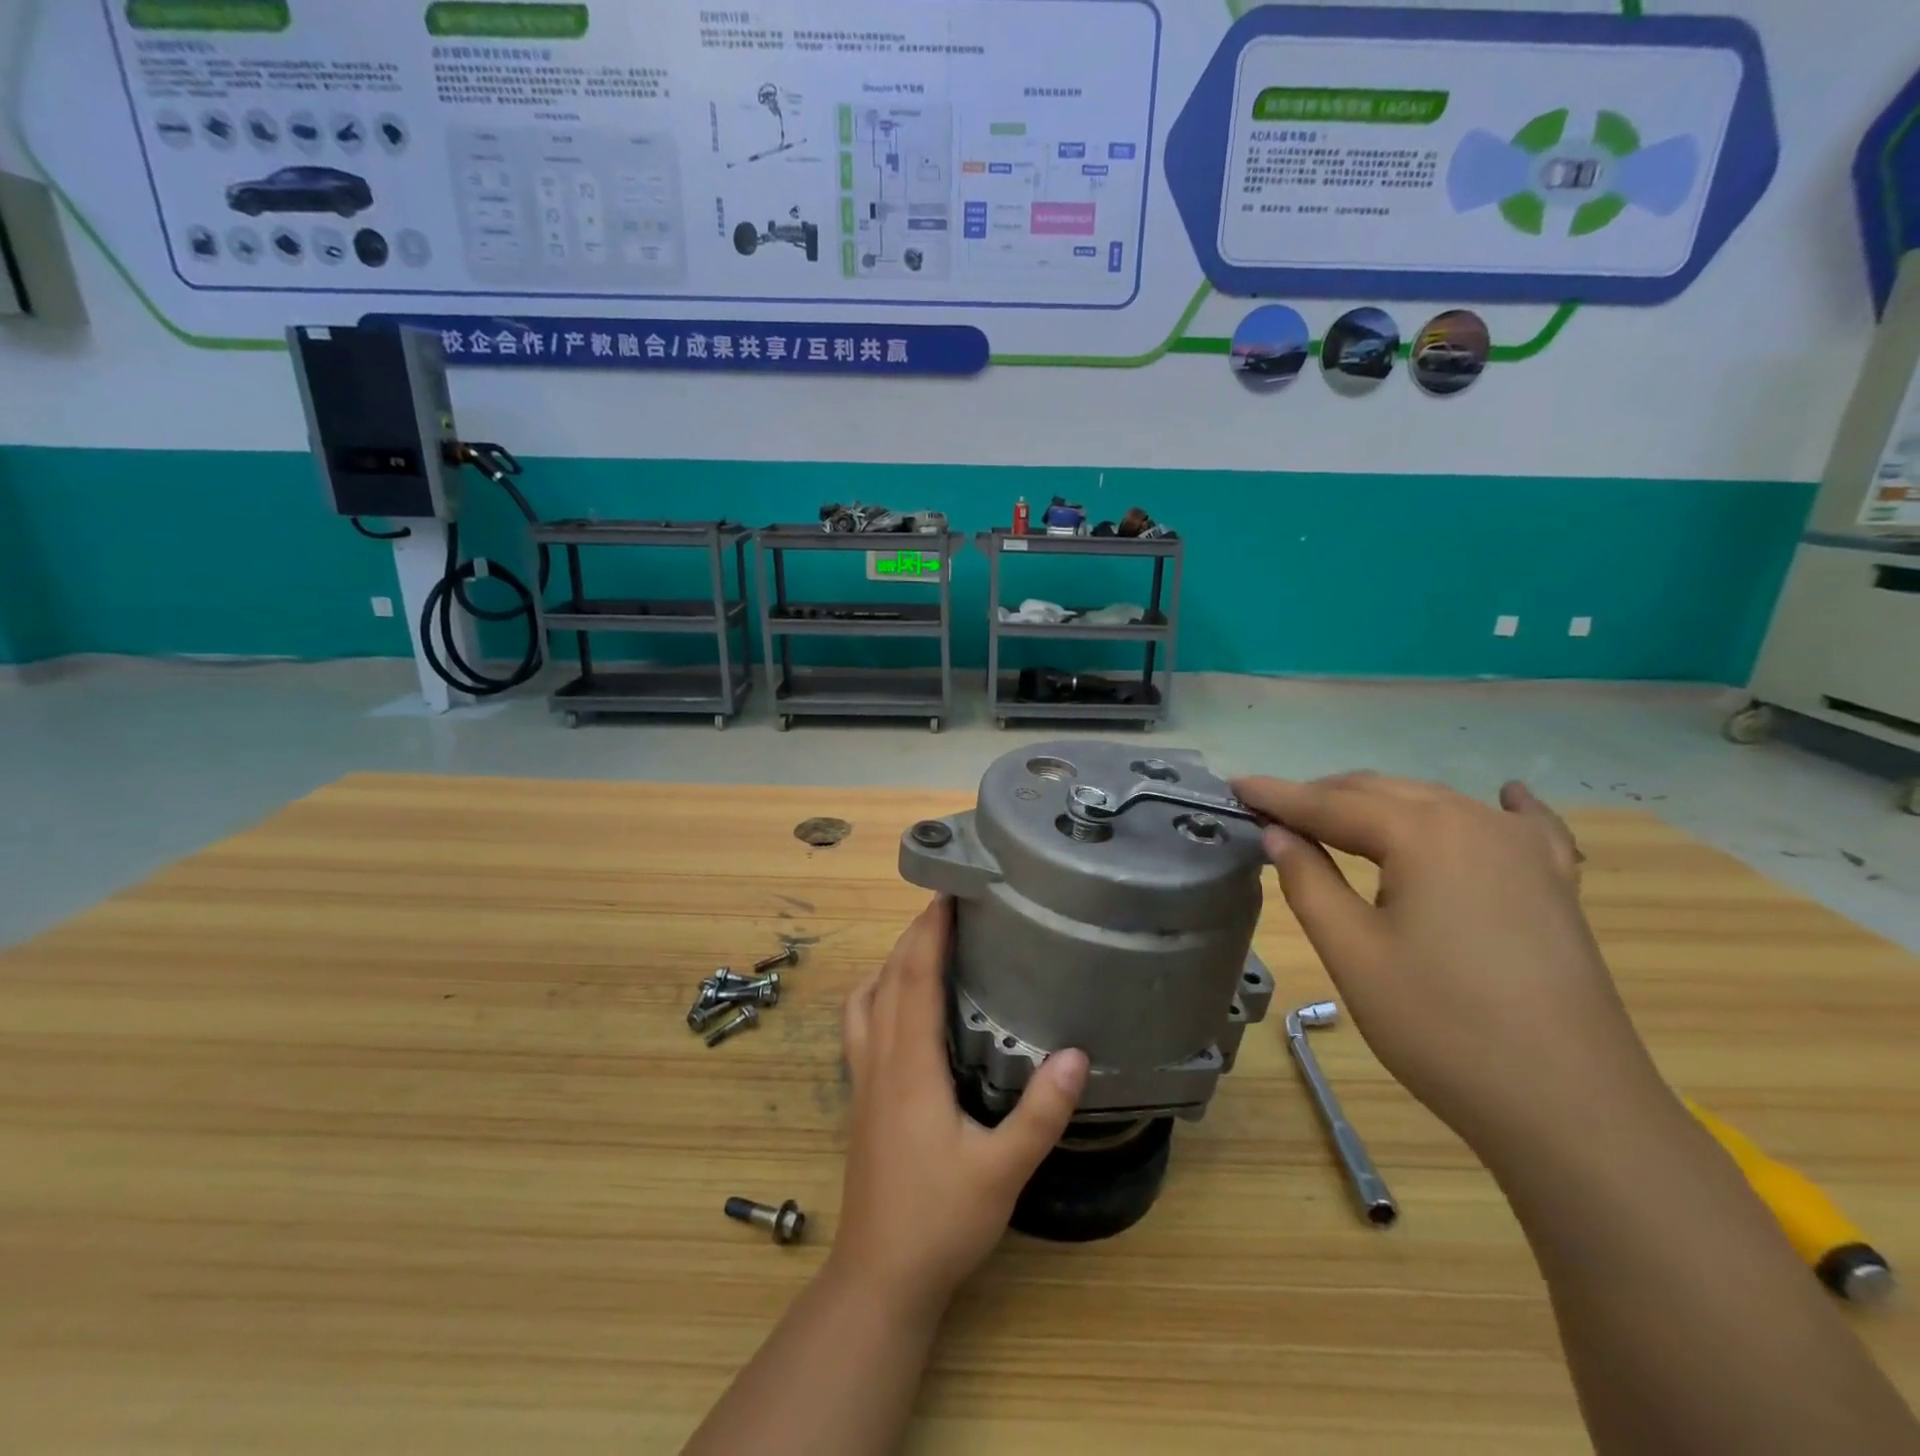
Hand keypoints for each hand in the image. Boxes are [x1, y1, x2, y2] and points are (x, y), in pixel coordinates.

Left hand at [832, 896, 1088, 1312]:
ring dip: (893, 961)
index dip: (929, 930)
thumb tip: (1077, 1053)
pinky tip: (902, 1005)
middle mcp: (879, 1059)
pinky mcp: (860, 1096)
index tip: (950, 891)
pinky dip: (878, 994)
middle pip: (888, 977)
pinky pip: (861, 1024)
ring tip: (928, 946)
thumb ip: (1040, 1114)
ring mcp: (863, 1078)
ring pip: (867, 998)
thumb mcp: (1002, 1172)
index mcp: (910, 1065)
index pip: (914, 977)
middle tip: (951, 906)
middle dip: (915, 934)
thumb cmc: (940, 1222)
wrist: (879, 1279)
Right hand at [1232, 772, 1661, 1156]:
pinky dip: (1499, 807)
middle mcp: (1475, 821)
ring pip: (1436, 804)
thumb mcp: (1352, 952)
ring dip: (1381, 805)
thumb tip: (1277, 833)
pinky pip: (1522, 826)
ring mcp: (1524, 850)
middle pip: (1382, 793)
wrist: (1572, 1108)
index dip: (1277, 796)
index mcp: (1422, 833)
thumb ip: (1308, 880)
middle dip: (1323, 796)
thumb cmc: (1442, 1027)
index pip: (1330, 804)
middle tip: (1272, 810)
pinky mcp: (1555, 884)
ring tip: (1336, 817)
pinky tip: (1504, 794)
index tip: (1234, 786)